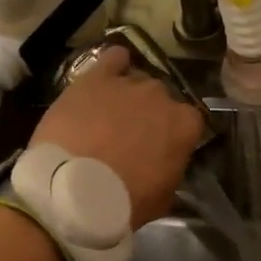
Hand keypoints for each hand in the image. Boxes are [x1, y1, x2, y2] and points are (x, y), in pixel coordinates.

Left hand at [31, 46, 205, 228]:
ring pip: (136, 80)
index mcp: (184, 125)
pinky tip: (108, 73)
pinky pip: (112, 58)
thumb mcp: (162, 198)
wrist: (71, 191)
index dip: (174, 134)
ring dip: (127, 96)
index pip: (189, 121)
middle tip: (131, 136)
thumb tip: (167, 165)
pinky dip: (114, 64)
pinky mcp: (95, 78)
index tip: (162, 148)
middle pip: (161, 98)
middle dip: (149, 114)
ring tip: (109, 115)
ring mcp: (128, 83)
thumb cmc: (123, 202)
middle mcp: (161, 96)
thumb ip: (171, 171)